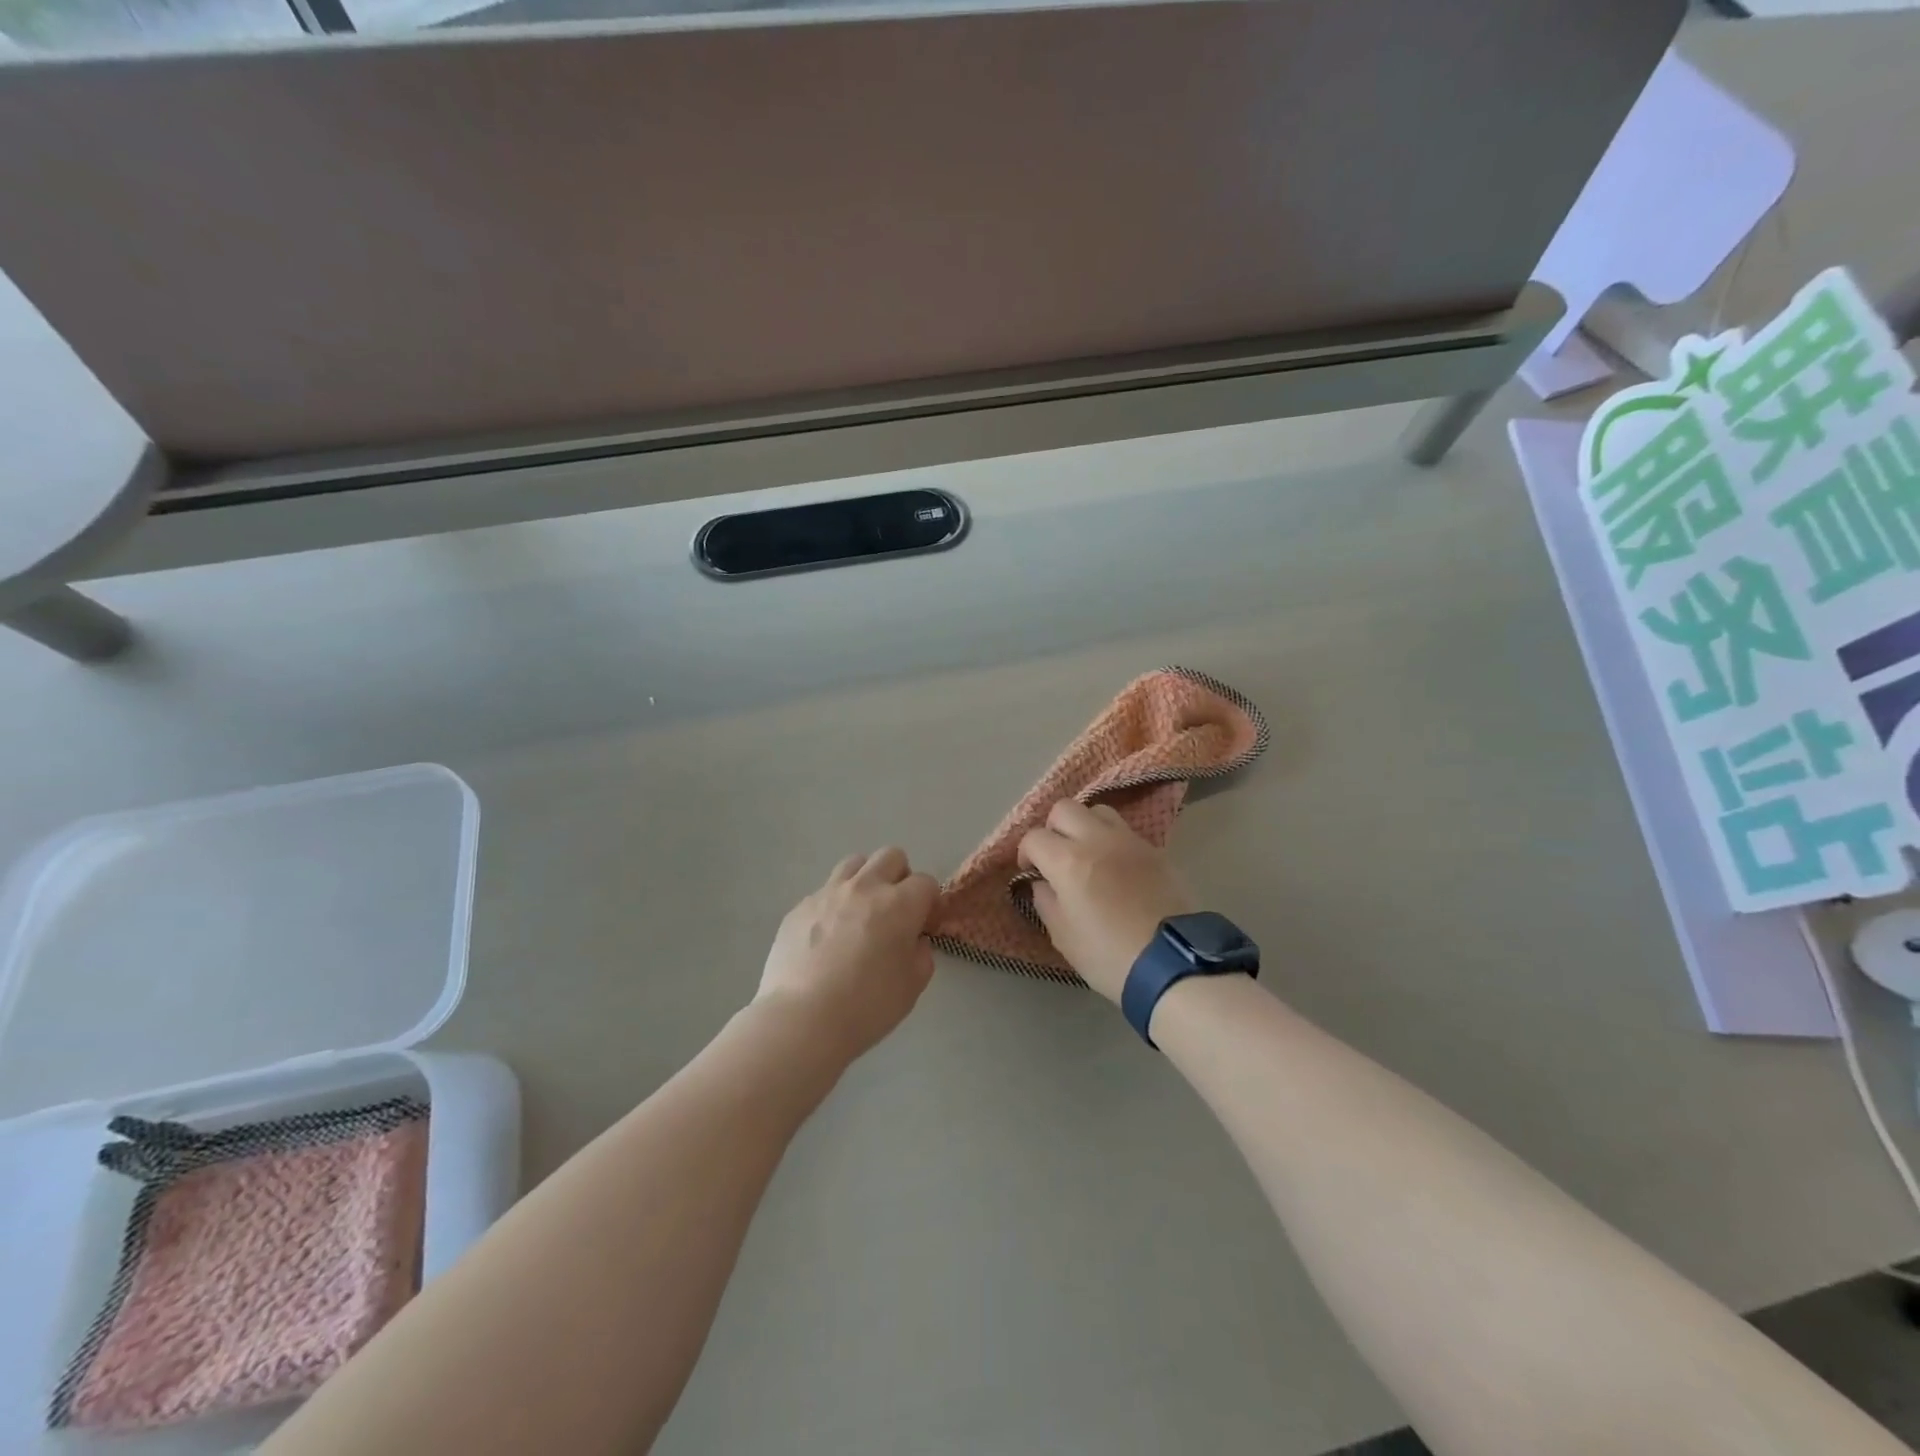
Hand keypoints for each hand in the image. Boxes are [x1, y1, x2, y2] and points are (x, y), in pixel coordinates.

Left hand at [756, 847, 938, 1060]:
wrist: (802, 1019)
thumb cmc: (866, 1006)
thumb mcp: (912, 986)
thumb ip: (921, 955)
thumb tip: (913, 940)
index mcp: (899, 904)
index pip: (926, 882)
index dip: (929, 902)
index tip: (924, 924)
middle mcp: (865, 887)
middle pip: (891, 856)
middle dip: (900, 877)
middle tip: (895, 910)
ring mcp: (828, 893)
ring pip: (854, 863)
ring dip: (865, 880)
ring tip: (860, 912)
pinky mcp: (799, 907)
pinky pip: (823, 892)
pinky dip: (833, 905)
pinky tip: (826, 937)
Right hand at [1017, 800, 1194, 1002]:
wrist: (1172, 963)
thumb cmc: (1108, 955)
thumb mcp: (1063, 936)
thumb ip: (1045, 901)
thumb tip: (1041, 882)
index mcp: (1068, 861)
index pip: (1034, 837)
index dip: (1025, 853)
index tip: (1030, 872)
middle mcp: (1097, 839)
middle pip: (1064, 809)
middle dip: (1053, 829)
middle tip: (1055, 856)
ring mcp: (1129, 841)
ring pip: (1098, 811)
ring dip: (1085, 826)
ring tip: (1087, 853)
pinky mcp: (1154, 850)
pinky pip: (1125, 831)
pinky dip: (1111, 839)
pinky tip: (1114, 866)